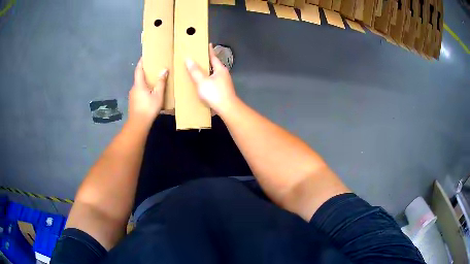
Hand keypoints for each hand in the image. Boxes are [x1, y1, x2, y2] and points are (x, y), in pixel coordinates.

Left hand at [128, 58, 167, 126]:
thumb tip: (164, 70)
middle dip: (145, 71)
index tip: (144, 56)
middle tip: (153, 67)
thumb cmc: (148, 108)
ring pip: (139, 85)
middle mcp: (134, 88)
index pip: (138, 69)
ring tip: (153, 79)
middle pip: (138, 77)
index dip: (141, 62)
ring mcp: (132, 96)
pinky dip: (144, 88)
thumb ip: (161, 82)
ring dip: (145, 81)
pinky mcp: (133, 102)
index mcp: (139, 84)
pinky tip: (150, 92)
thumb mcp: (157, 95)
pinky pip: (139, 92)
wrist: (138, 124)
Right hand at [185, 44, 237, 114]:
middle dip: (207, 61)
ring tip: (198, 70)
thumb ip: (195, 71)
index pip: (213, 57)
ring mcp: (224, 83)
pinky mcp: (223, 91)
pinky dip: (207, 80)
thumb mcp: (202, 81)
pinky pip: (213, 82)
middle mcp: (224, 74)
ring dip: (207, 72)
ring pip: (214, 74)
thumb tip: (188, 58)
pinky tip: (202, 84)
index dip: (209, 50)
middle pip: (214, 65)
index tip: (208, 44)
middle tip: (198, 57)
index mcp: (220, 69)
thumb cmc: (215, 93)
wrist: (227, 109)